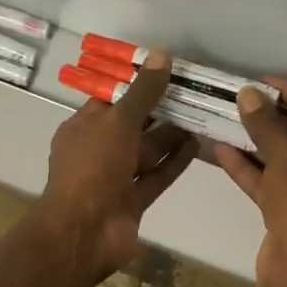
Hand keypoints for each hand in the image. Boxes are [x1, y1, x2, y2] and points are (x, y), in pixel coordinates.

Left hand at [37, 49, 196, 281]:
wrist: (84, 231)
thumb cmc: (92, 168)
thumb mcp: (117, 122)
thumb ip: (143, 91)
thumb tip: (162, 54)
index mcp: (83, 128)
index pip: (111, 100)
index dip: (137, 83)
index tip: (168, 69)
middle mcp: (98, 151)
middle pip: (133, 125)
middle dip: (160, 110)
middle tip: (195, 90)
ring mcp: (115, 178)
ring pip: (147, 152)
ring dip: (172, 135)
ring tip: (203, 113)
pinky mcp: (133, 201)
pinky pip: (156, 176)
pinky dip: (174, 162)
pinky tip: (198, 144)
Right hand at [213, 76, 286, 286]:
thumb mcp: (286, 155)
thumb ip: (266, 123)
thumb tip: (249, 94)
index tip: (262, 82)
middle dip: (272, 119)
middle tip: (242, 101)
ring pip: (285, 161)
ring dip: (256, 143)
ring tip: (227, 121)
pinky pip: (272, 184)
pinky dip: (250, 169)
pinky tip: (222, 150)